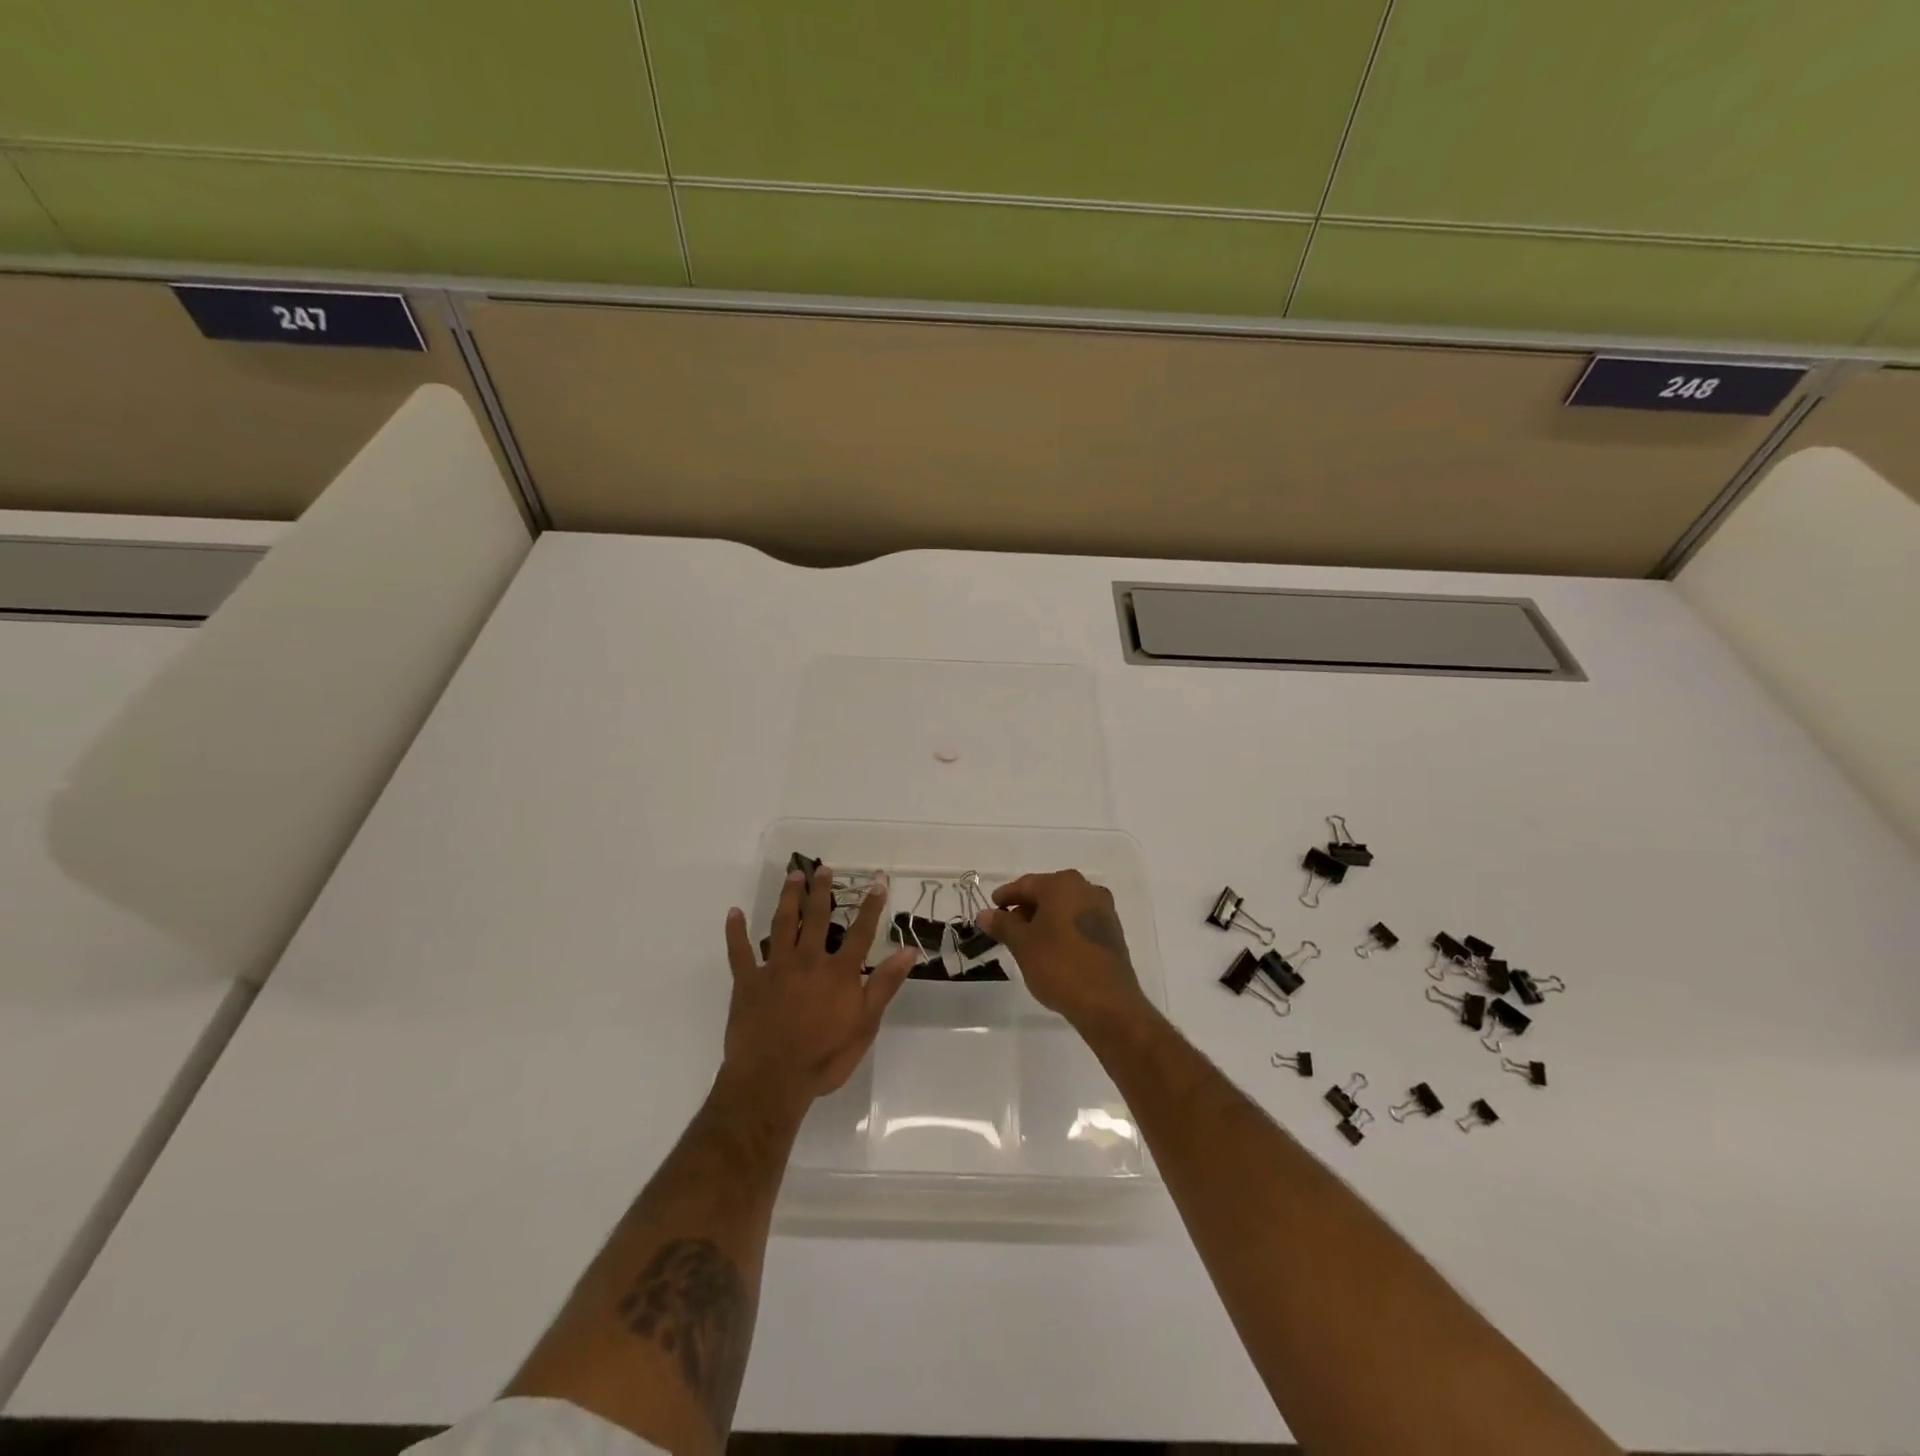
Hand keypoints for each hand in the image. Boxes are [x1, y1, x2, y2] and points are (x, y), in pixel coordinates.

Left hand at [721, 865, 914, 1115]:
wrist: (772, 1080)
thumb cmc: (824, 1057)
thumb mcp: (865, 1025)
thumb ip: (884, 985)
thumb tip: (908, 951)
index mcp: (838, 973)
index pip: (860, 932)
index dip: (870, 907)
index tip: (877, 881)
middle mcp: (808, 961)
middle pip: (816, 919)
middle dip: (821, 892)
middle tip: (823, 868)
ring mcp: (775, 968)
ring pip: (782, 925)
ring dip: (788, 898)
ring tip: (792, 876)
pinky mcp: (747, 982)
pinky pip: (739, 952)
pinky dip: (735, 932)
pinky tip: (733, 912)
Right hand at [977, 870, 1151, 1031]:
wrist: (1108, 1003)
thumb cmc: (1059, 966)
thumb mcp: (1022, 945)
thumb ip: (1003, 925)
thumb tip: (985, 914)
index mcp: (1063, 884)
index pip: (1026, 884)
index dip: (1006, 896)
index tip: (991, 908)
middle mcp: (1087, 889)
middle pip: (1047, 893)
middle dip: (1025, 908)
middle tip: (1006, 927)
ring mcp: (1104, 911)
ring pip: (1065, 908)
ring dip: (1044, 920)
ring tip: (1026, 941)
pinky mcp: (1112, 933)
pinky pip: (1079, 922)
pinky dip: (1062, 930)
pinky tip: (1051, 949)